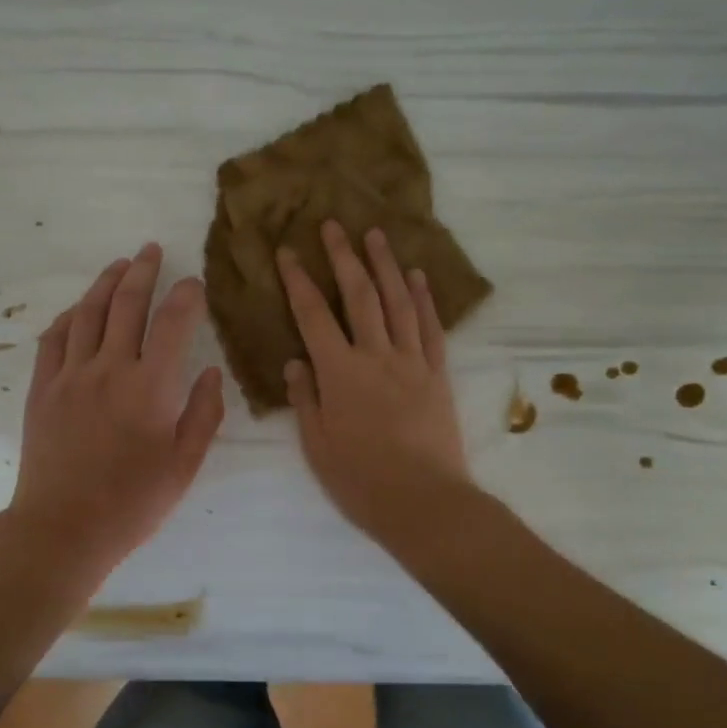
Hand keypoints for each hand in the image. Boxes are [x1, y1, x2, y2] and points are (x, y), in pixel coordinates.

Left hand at [9, 243, 225, 574]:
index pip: (173, 322)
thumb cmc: (132, 502)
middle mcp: (109, 369)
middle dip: (143, 271)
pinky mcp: (43, 389)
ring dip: (105, 283)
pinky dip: (70, 316)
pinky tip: (79, 309)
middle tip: (151, 250)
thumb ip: (203, 413)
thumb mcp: (184, 465)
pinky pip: (54, 339)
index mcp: (150, 387)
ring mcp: (70, 375)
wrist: (63, 529)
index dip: (187, 295)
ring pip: (88, 313)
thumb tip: (210, 370)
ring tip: (119, 265)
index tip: (194, 283)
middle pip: (127, 303)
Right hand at [279, 221, 470, 542]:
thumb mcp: (317, 445)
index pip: (313, 315)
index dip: (299, 280)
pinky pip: (430, 328)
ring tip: (376, 234)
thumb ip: (305, 399)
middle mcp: (376, 356)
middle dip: (343, 256)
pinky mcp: (437, 375)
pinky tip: (417, 277)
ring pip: (398, 303)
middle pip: (359, 296)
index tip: (288, 251)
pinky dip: (424, 299)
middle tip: (334, 224)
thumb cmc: (361, 480)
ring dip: (385, 265)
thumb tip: (297, 361)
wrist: (425, 502)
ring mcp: (411, 362)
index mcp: (340, 373)